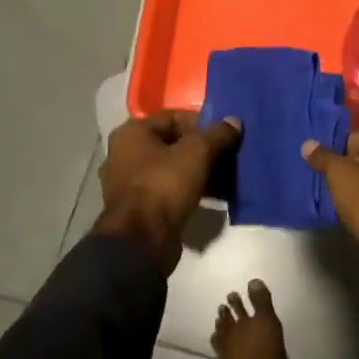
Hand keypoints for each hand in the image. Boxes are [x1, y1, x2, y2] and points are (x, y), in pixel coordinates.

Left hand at [96, 110, 240, 271]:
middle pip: (172, 143)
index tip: (224, 136)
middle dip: (202, 149)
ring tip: (223, 177)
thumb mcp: (198, 152)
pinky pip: (167, 189)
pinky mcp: (137, 208)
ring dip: (197, 171)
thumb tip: (234, 121)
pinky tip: (211, 195)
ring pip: (171, 168)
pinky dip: (188, 189)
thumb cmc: (165, 185)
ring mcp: (128, 183)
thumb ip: (218, 134)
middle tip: (226, 156)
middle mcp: (124, 154)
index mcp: (132, 133)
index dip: (202, 124)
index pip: (173, 117)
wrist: (142, 241)